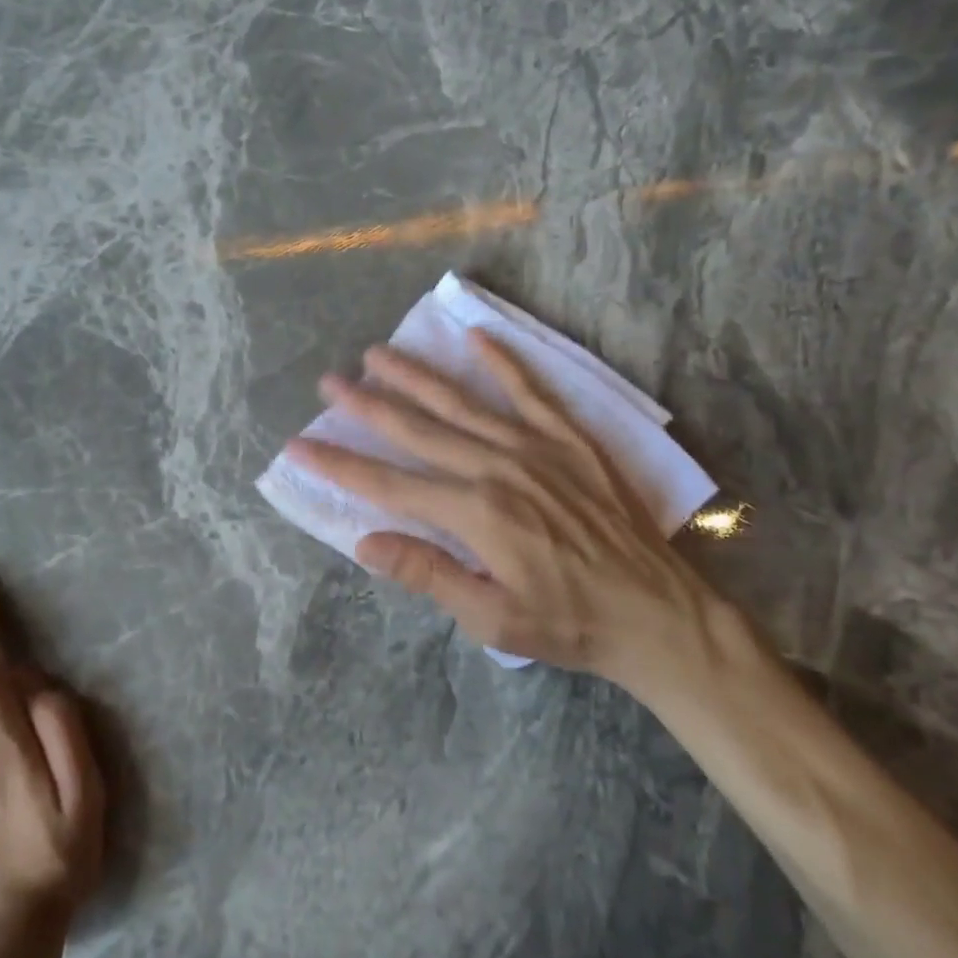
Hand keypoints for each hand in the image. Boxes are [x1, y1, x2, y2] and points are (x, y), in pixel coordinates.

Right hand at [286, 329, 720, 691]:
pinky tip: (476, 335)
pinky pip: (530, 389)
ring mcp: (535, 445)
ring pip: (461, 401)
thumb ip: (428, 574)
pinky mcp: (569, 438)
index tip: (299, 446)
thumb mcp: (492, 619)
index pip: (389, 484)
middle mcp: (496, 466)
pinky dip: (502, 360)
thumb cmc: (569, 623)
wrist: (659, 612)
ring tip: (377, 352)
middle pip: (416, 429)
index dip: (339, 465)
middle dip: (366, 405)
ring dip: (415, 375)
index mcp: (474, 512)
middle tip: (328, 382)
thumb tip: (365, 543)